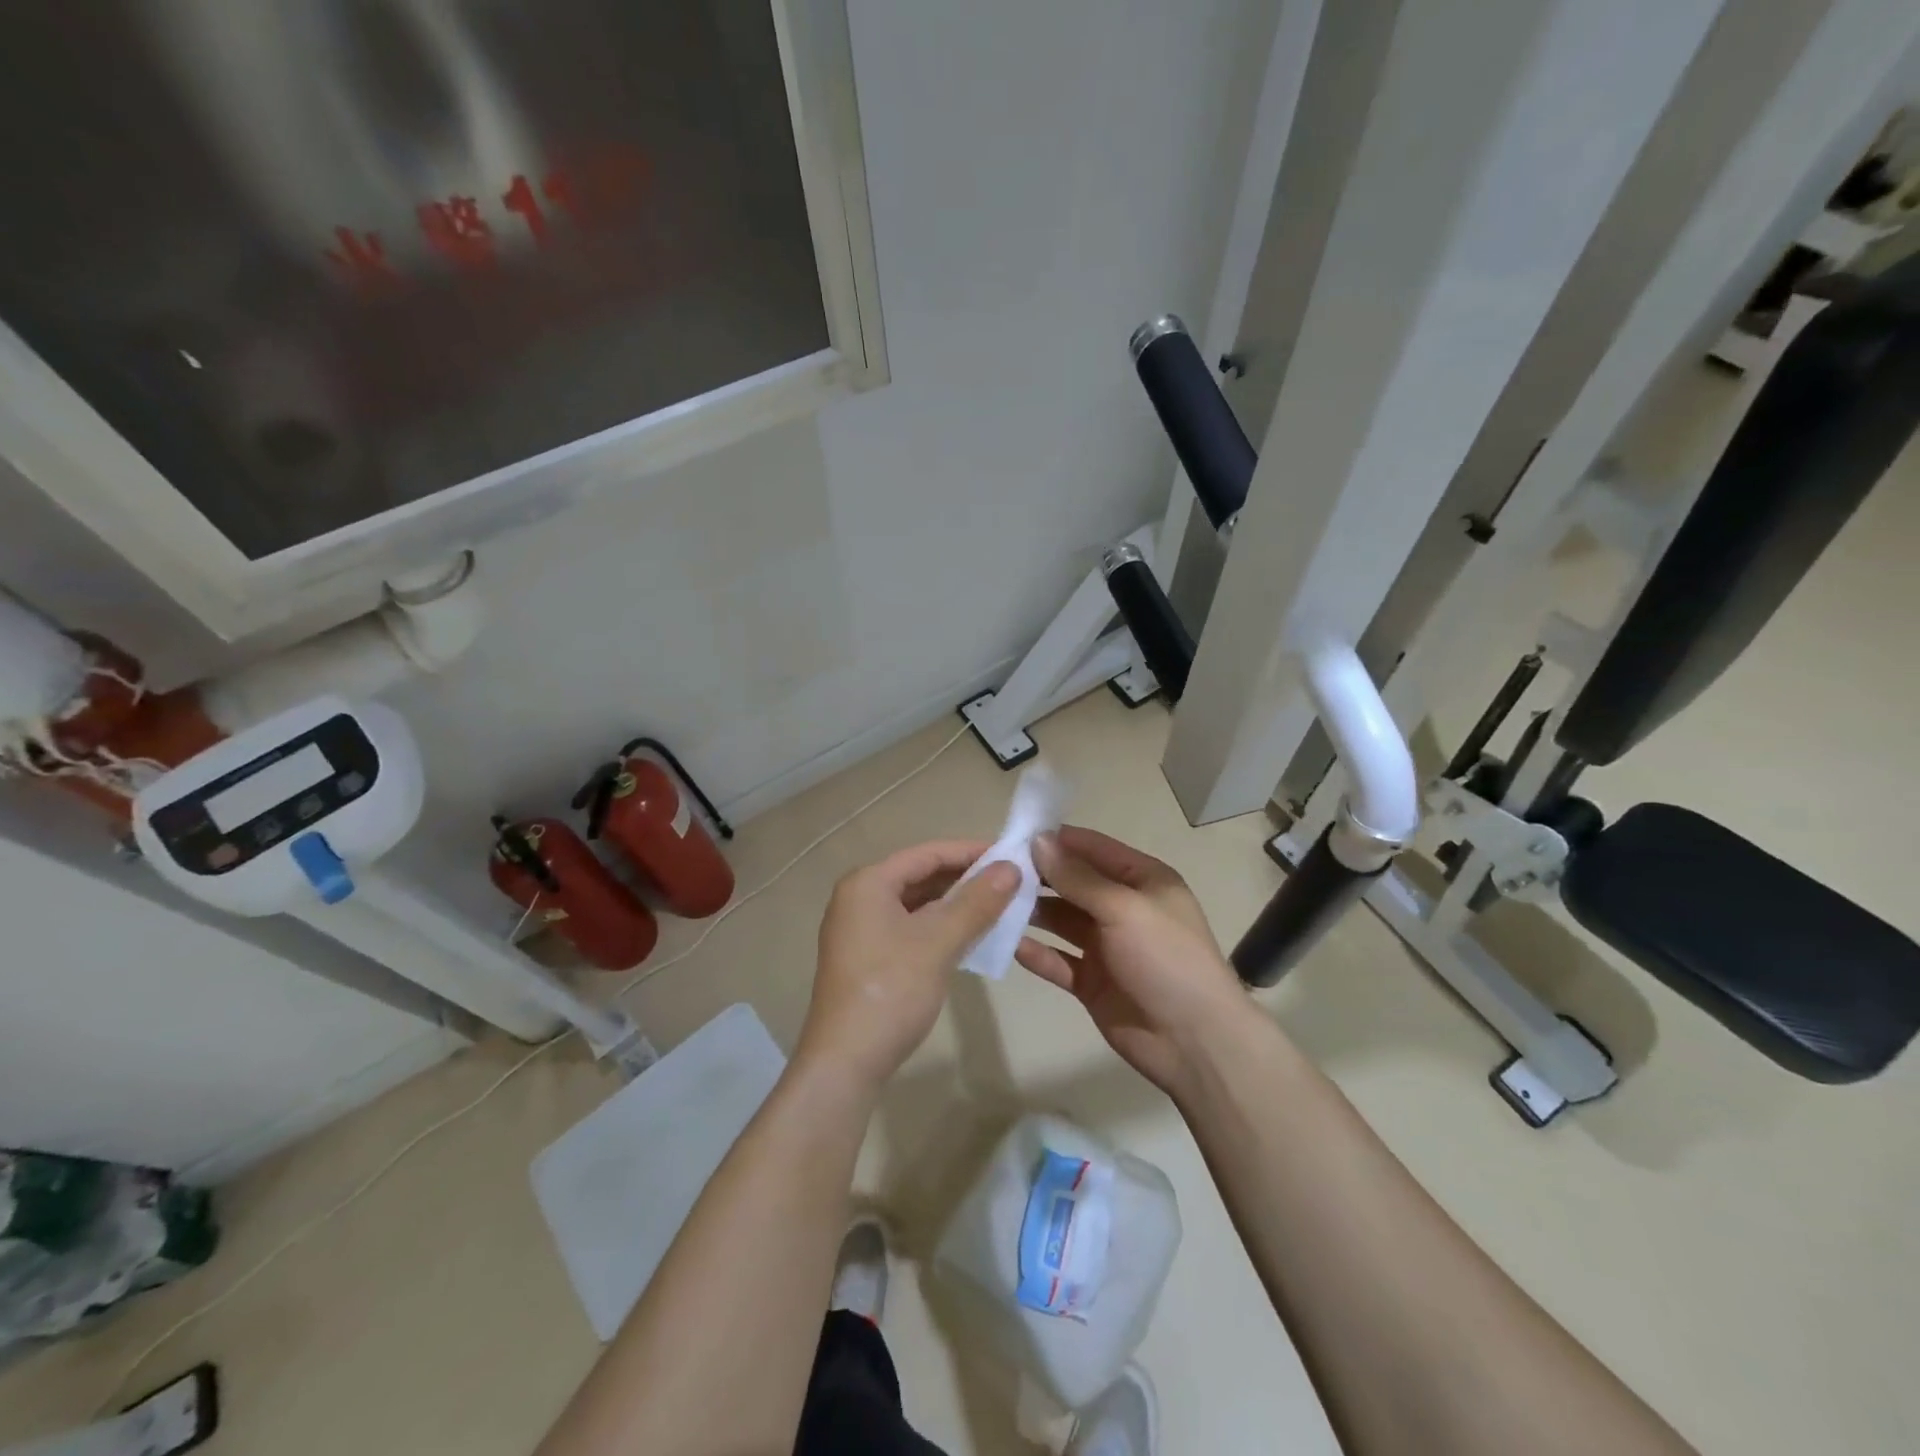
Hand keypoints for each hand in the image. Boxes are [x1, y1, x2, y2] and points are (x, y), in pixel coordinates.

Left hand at [800, 840, 1019, 1093]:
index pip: (927, 853)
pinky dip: (940, 927)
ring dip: (955, 904)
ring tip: (999, 906)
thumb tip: (1012, 868)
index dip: (971, 852)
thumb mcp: (939, 942)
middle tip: (1011, 882)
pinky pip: (910, 928)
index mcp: (868, 883)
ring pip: (916, 904)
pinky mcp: (867, 957)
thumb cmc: (891, 991)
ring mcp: (860, 930)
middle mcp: (859, 898)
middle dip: (965, 879)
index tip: (1011, 855)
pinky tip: (970, 937)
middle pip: (920, 876)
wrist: (845, 1062)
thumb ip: (976, 902)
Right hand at [1016, 826, 1253, 1095]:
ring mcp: (1106, 946)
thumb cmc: (1166, 959)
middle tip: (992, 871)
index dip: (1056, 840)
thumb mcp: (1124, 908)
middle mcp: (1122, 908)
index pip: (1093, 849)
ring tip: (992, 904)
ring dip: (1032, 913)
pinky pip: (1058, 960)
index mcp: (1142, 881)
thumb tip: (1039, 841)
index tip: (1013, 835)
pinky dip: (1036, 953)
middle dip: (1037, 876)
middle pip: (1073, 884)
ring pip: (1061, 921)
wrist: (1194, 1042)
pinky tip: (1007, 944)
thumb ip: (1079, 877)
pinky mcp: (1092, 982)